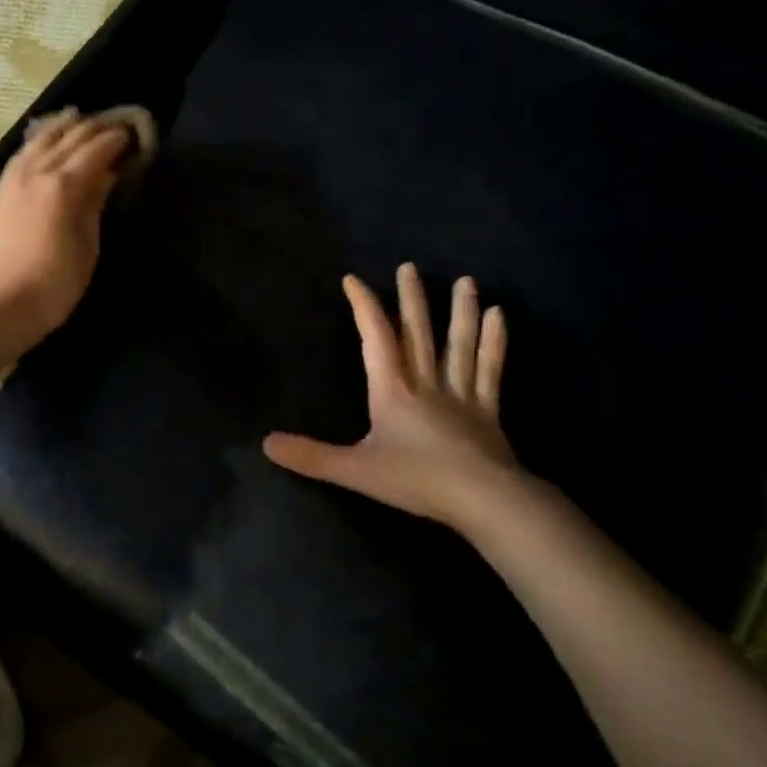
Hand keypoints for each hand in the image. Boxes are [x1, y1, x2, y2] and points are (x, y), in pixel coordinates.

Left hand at [0, 108, 129, 346]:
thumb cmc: (53, 285)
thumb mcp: (86, 247)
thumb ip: (94, 206)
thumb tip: (105, 176)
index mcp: (64, 186)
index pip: (95, 150)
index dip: (115, 139)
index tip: (131, 134)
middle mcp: (36, 172)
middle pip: (68, 138)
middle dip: (93, 128)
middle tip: (113, 126)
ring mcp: (12, 179)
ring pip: (40, 140)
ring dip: (62, 128)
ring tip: (78, 120)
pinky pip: (21, 154)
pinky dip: (38, 141)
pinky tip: (43, 142)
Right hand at [263, 266, 523, 531]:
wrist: (484, 500)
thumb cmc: (417, 480)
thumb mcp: (355, 471)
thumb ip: (311, 456)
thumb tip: (266, 443)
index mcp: (393, 391)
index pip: (375, 338)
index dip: (364, 306)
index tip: (354, 279)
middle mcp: (426, 382)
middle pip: (418, 333)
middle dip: (411, 299)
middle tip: (409, 266)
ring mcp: (461, 394)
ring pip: (459, 344)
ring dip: (460, 312)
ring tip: (466, 281)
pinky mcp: (487, 410)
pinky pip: (490, 369)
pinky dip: (493, 342)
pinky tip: (500, 317)